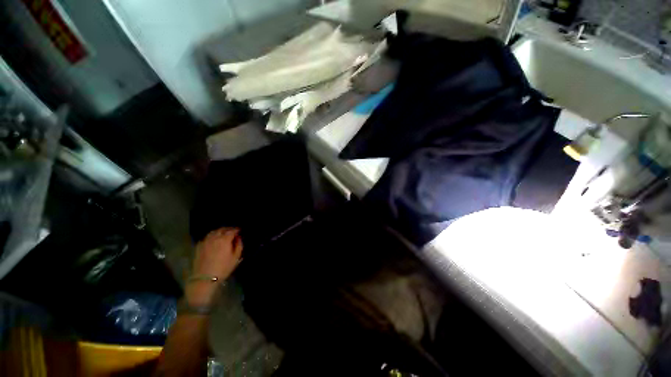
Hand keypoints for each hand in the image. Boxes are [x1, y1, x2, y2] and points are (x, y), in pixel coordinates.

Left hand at [186, 228, 242, 306]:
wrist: (204, 278)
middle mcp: (215, 237)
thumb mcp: (236, 257)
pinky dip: (212, 236)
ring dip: (219, 231)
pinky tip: (213, 240)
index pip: (232, 230)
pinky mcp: (199, 246)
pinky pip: (206, 237)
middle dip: (228, 229)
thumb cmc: (223, 268)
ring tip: (223, 234)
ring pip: (213, 232)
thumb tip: (238, 238)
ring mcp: (205, 241)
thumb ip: (239, 245)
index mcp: (225, 239)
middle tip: (232, 231)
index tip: (240, 230)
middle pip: (222, 229)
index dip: (237, 229)